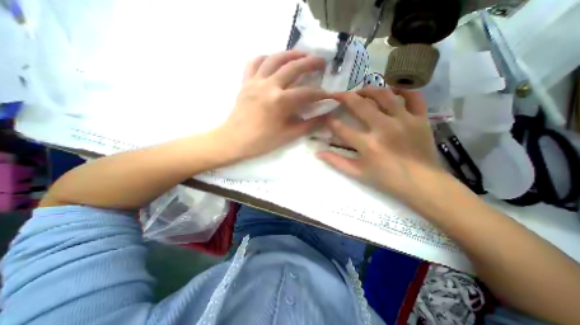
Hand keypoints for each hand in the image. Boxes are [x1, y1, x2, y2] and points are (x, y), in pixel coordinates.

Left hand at [212, 49, 329, 160]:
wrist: (234, 141)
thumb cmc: (261, 141)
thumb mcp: (288, 136)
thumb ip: (309, 125)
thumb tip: (326, 116)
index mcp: (280, 101)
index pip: (307, 93)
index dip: (321, 94)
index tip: (329, 95)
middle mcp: (268, 85)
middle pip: (293, 67)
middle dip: (311, 63)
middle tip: (322, 62)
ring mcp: (255, 81)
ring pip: (274, 59)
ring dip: (290, 54)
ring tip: (302, 54)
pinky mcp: (245, 82)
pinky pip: (254, 63)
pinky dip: (265, 58)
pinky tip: (273, 60)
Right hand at [317, 88, 444, 201]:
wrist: (422, 183)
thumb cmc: (387, 179)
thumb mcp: (357, 173)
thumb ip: (336, 161)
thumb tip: (318, 153)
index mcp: (367, 145)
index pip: (341, 128)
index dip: (330, 121)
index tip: (326, 117)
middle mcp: (384, 128)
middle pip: (359, 105)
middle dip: (344, 97)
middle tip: (337, 94)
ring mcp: (404, 120)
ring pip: (384, 94)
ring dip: (369, 90)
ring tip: (360, 92)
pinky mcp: (420, 119)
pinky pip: (413, 97)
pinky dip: (403, 91)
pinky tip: (392, 92)